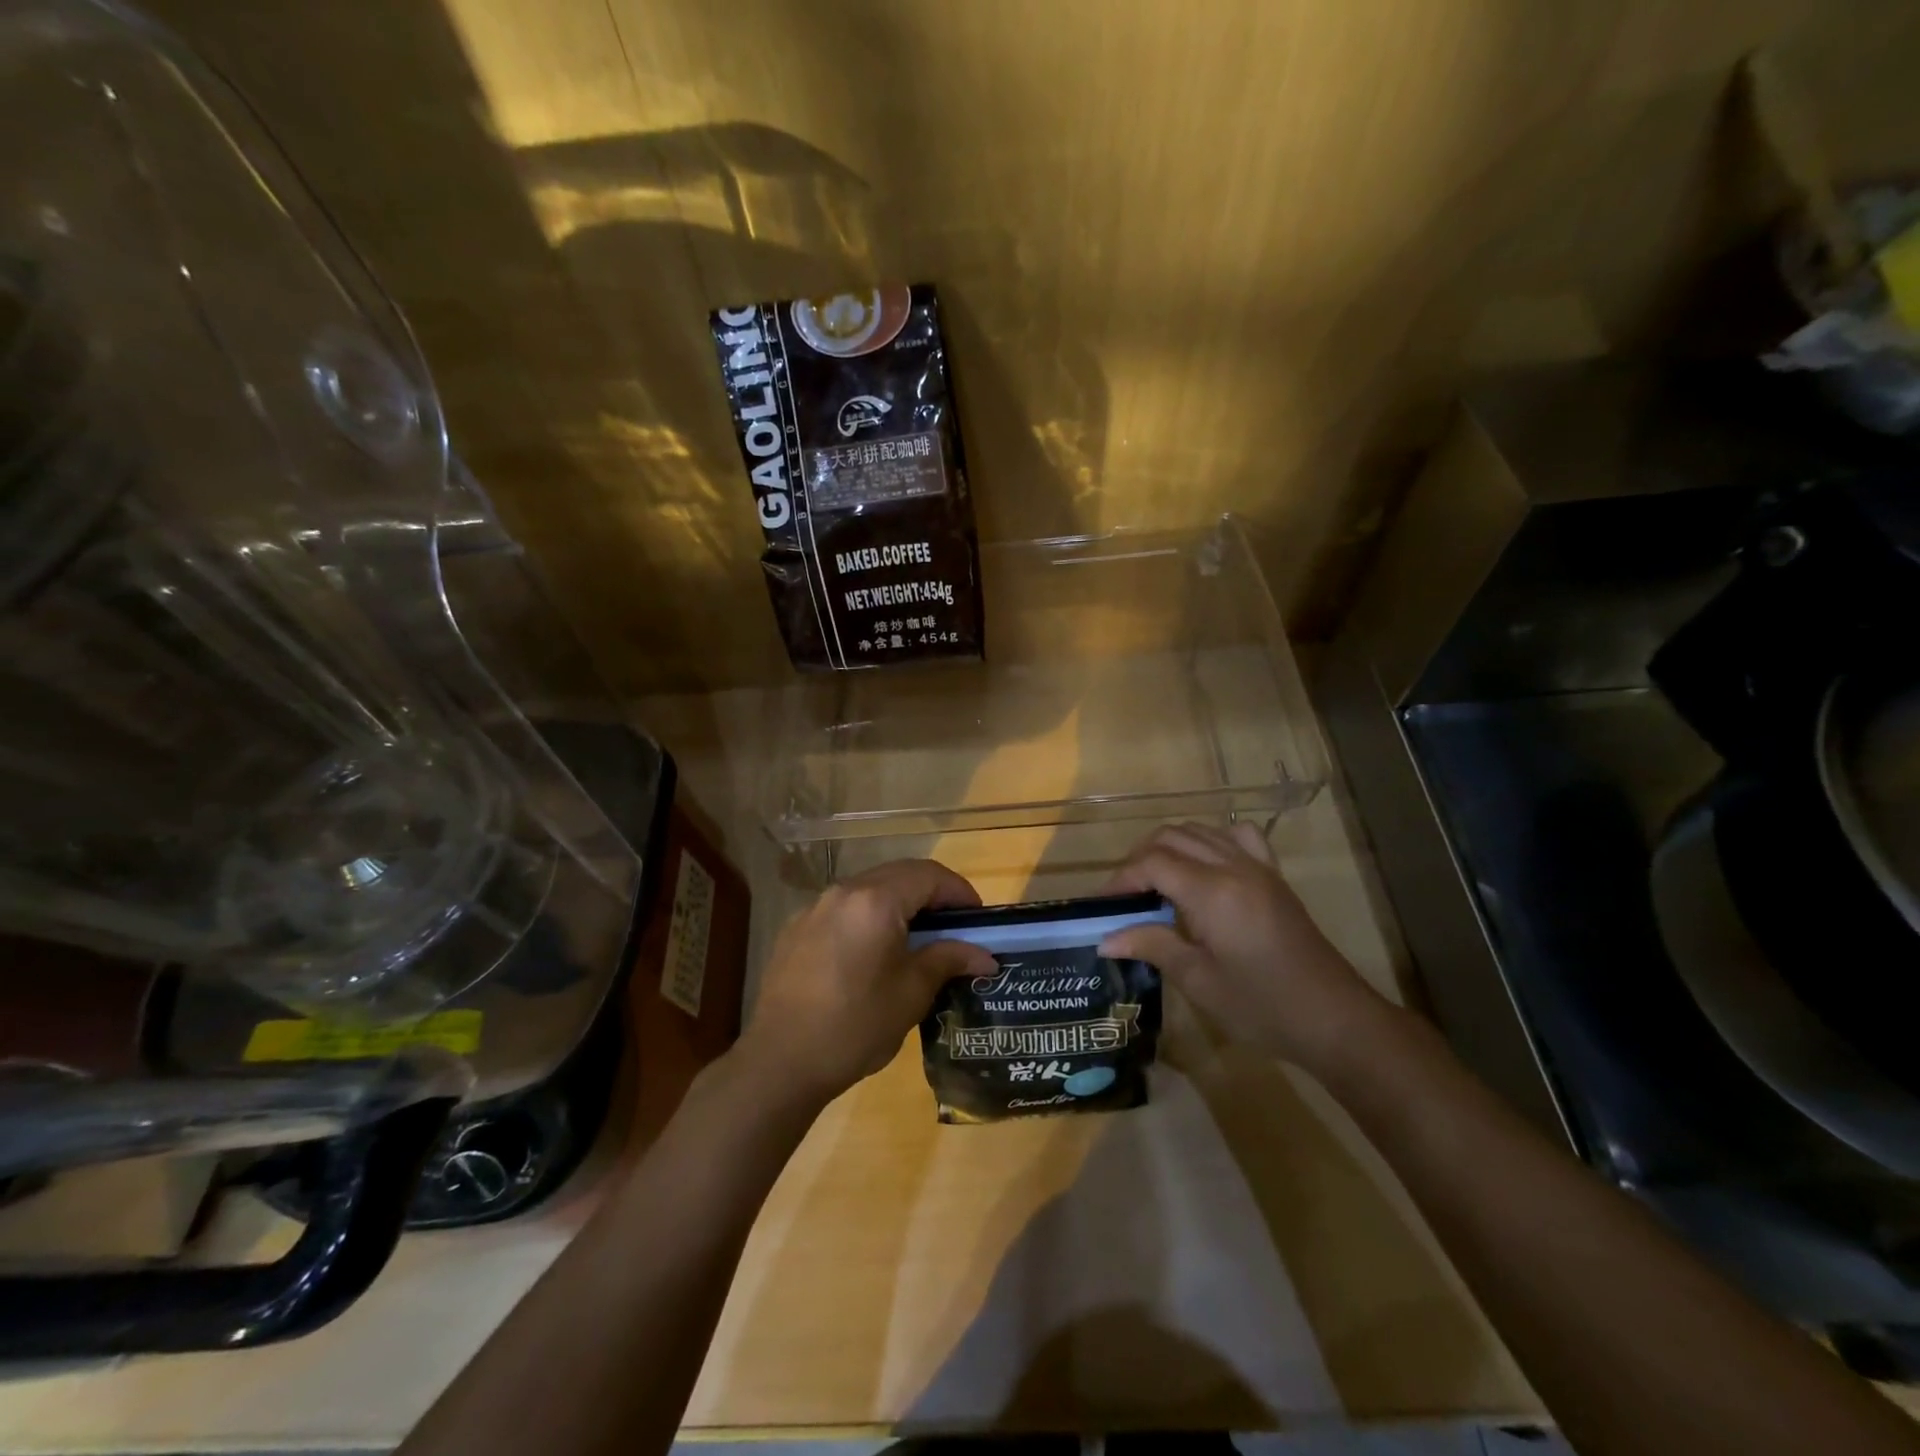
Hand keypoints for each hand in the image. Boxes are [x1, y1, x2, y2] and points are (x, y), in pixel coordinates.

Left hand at [736, 859, 995, 1109]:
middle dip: (931, 894)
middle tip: (954, 926)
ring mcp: (815, 908)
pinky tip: (874, 953)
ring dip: (899, 903)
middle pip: (899, 875)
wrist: (779, 1062)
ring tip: (918, 939)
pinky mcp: (796, 929)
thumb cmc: (855, 1026)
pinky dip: (869, 917)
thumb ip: (948, 960)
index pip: (929, 876)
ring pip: (870, 889)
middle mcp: (843, 892)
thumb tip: (984, 956)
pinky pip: (844, 908)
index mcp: (875, 901)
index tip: (978, 919)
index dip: (959, 892)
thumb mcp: (911, 994)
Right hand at [1099, 822, 1392, 1076]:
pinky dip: (1211, 841)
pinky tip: (1204, 867)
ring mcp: (1257, 866)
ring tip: (1155, 885)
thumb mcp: (1199, 981)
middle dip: (1140, 860)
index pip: (1152, 863)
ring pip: (1200, 831)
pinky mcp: (1274, 876)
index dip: (1121, 879)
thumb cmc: (1262, 1007)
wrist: (1334, 1019)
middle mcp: (1233, 866)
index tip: (1104, 906)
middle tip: (1126, 898)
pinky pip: (1238, 836)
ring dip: (1170, 848)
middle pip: (1171, 837)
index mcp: (1212, 892)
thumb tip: (1106, 939)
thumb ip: (1153, 946)